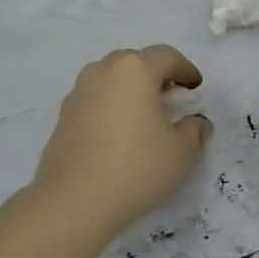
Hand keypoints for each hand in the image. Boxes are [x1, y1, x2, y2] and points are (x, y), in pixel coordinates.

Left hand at [33, 46, 211, 236]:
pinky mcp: (62, 116)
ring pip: (110, 79)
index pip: (166, 56)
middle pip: (134, 62)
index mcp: (135, 70)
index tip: (195, 89)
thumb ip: (194, 130)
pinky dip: (110, 107)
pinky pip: (94, 100)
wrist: (74, 201)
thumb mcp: (181, 152)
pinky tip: (118, 135)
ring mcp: (78, 93)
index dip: (185, 69)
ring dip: (129, 90)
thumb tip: (196, 122)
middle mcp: (103, 71)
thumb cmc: (136, 168)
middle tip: (170, 99)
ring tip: (143, 117)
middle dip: (155, 76)